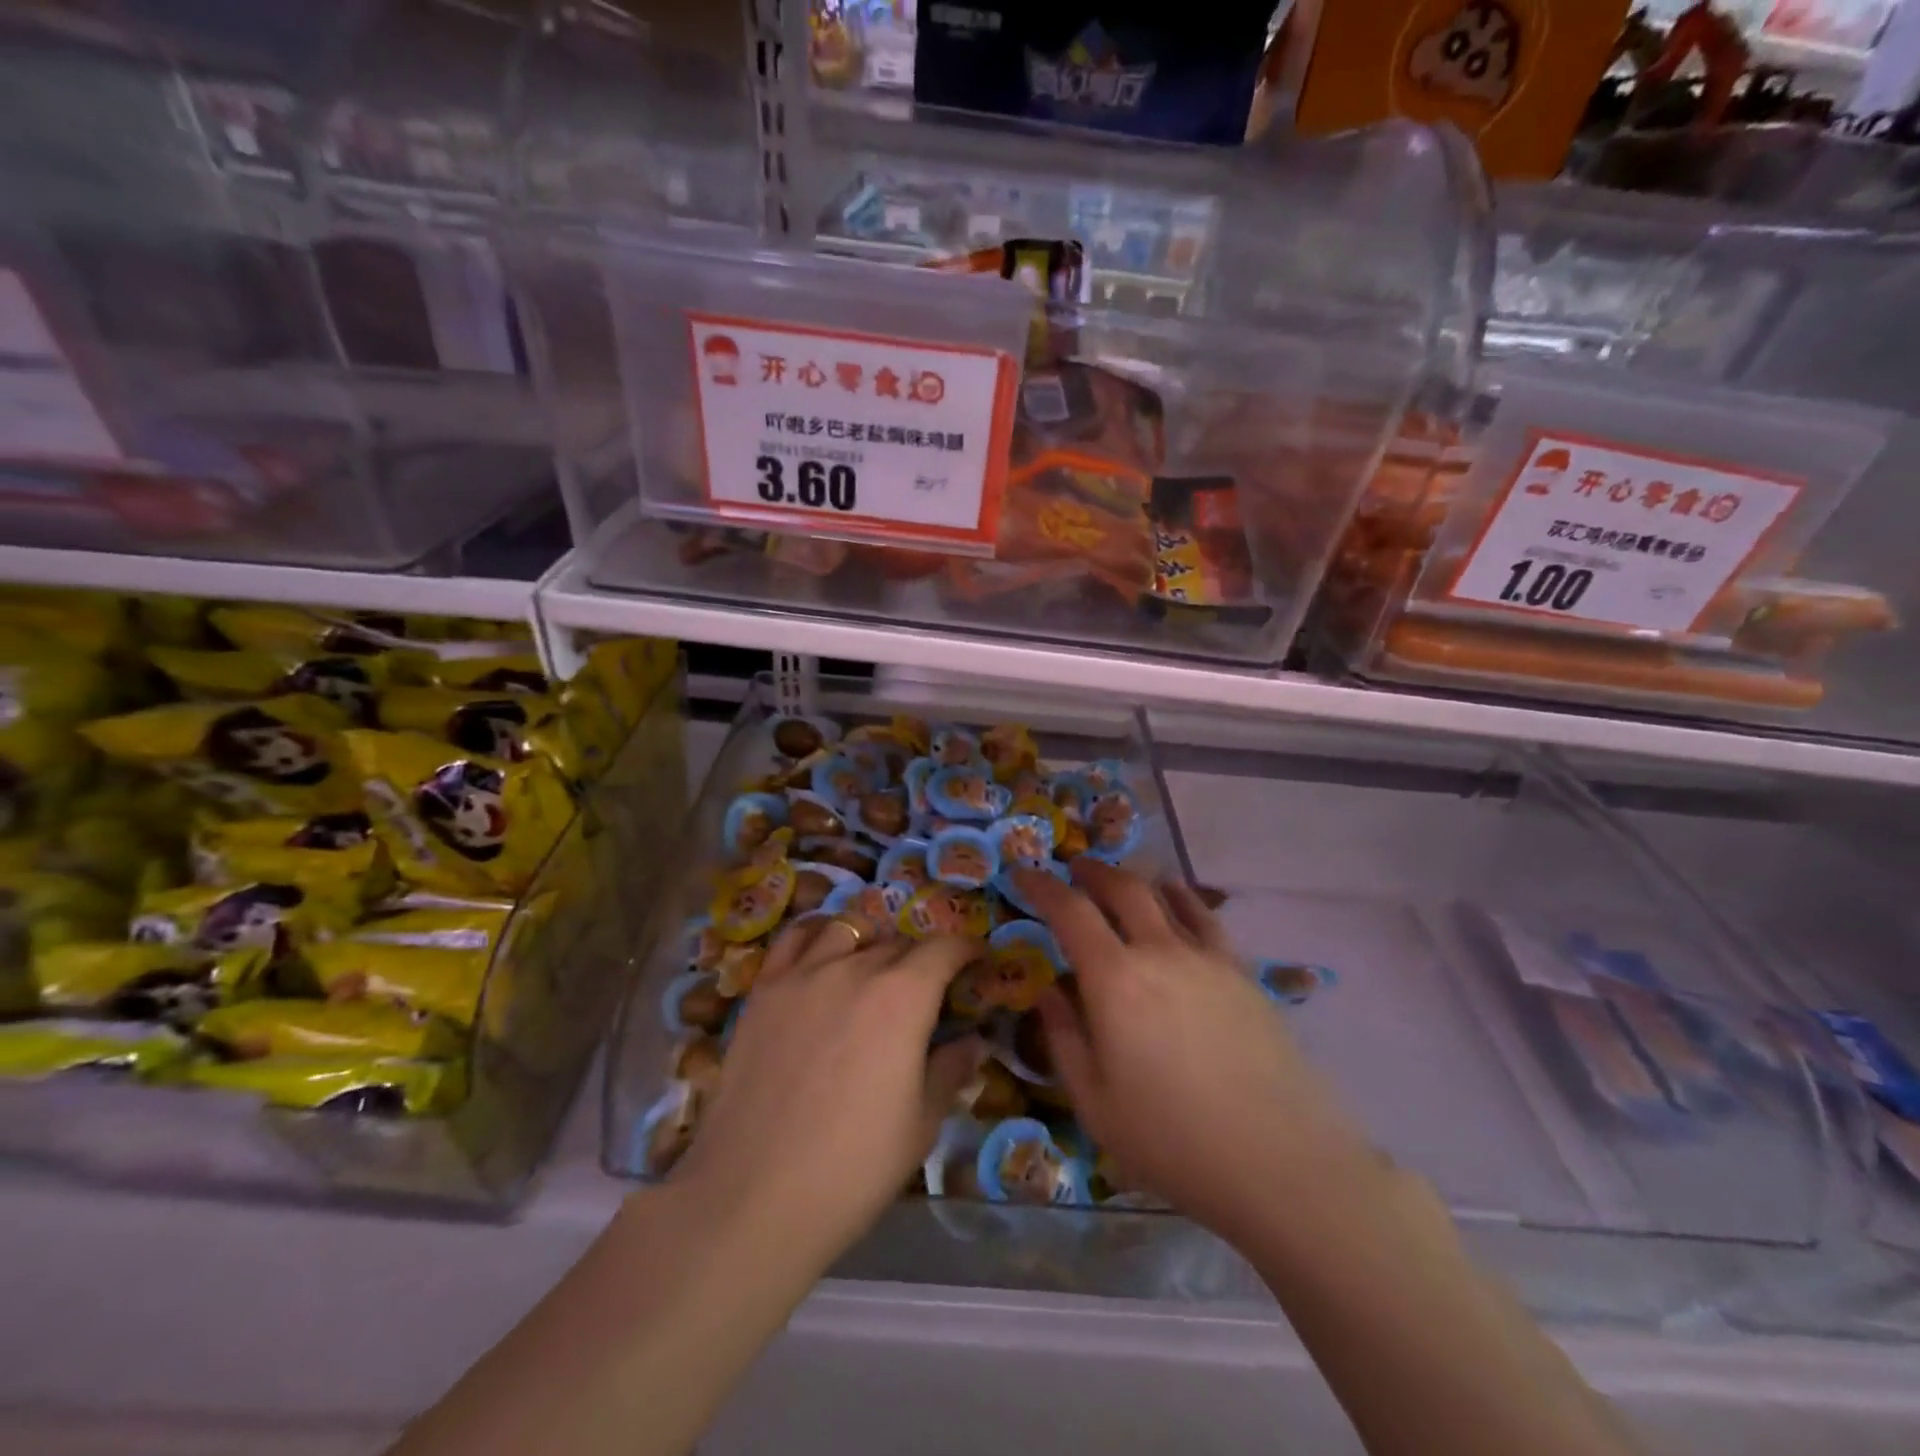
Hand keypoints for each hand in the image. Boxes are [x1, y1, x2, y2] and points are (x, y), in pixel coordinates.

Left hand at [672, 918, 985, 1274]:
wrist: (753, 1195)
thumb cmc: (853, 1167)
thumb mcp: (920, 1125)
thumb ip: (949, 1071)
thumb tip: (972, 1042)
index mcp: (903, 996)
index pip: (944, 949)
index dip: (966, 949)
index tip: (977, 961)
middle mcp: (855, 968)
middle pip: (898, 943)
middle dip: (921, 959)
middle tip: (926, 990)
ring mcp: (804, 974)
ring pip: (848, 929)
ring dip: (870, 942)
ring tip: (872, 967)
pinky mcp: (764, 990)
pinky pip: (795, 939)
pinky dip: (817, 935)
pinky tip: (821, 955)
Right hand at [1016, 862, 1367, 1243]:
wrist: (1281, 1164)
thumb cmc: (1173, 1141)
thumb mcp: (1095, 1103)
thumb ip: (1064, 1039)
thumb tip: (1047, 992)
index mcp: (1115, 980)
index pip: (1070, 911)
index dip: (1042, 886)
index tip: (1023, 874)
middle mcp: (1160, 952)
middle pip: (1122, 889)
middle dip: (1091, 872)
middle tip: (1072, 869)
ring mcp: (1207, 959)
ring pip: (1166, 897)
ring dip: (1135, 881)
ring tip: (1120, 882)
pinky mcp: (1243, 974)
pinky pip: (1206, 920)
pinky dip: (1184, 900)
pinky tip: (1179, 901)